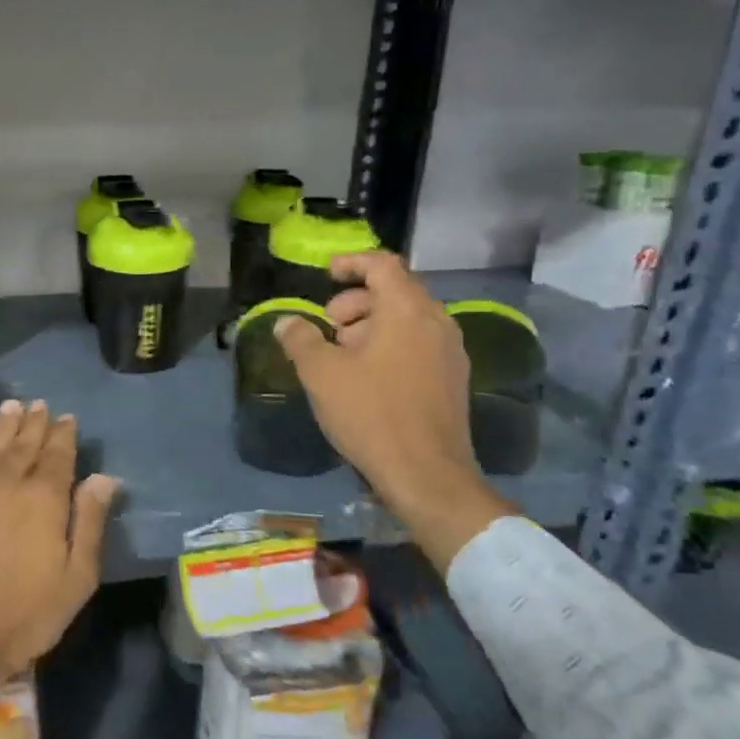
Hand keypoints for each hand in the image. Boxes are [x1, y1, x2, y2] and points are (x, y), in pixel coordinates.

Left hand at [0, 399, 120, 682]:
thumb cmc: (24, 613)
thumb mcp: (76, 578)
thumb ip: (89, 522)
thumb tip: (104, 477)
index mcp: (44, 498)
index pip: (57, 455)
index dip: (63, 434)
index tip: (67, 417)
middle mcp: (6, 482)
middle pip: (23, 444)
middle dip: (33, 422)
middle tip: (39, 404)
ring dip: (1, 424)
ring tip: (10, 406)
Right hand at [275, 252, 514, 571]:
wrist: (427, 475)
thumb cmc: (371, 414)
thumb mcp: (321, 374)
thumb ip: (300, 339)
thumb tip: (286, 322)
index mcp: (407, 310)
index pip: (383, 264)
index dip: (352, 263)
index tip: (326, 274)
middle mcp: (436, 322)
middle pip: (395, 291)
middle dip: (356, 301)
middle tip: (328, 326)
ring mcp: (450, 352)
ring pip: (407, 319)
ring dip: (371, 325)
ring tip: (342, 355)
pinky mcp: (452, 380)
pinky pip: (418, 344)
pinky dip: (390, 345)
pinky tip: (366, 378)